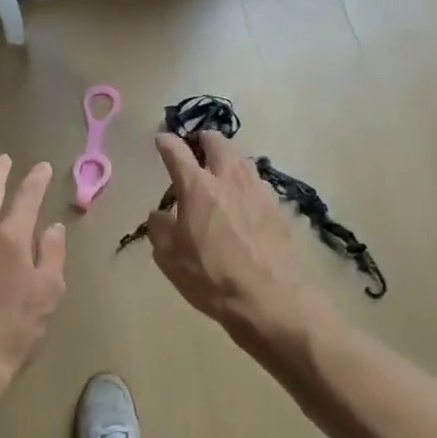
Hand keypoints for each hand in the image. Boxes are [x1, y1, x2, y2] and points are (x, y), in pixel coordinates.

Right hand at [143, 132, 307, 344]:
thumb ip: (159, 228)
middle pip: (217, 142)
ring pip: (242, 159)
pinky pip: (258, 183)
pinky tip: (244, 199)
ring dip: (228, 158)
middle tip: (196, 146)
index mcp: (196, 187)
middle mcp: (228, 179)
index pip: (176, 151)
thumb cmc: (210, 277)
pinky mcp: (277, 207)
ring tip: (222, 170)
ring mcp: (257, 190)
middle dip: (203, 139)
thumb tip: (159, 214)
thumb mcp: (169, 257)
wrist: (267, 298)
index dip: (166, 142)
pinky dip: (246, 183)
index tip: (161, 140)